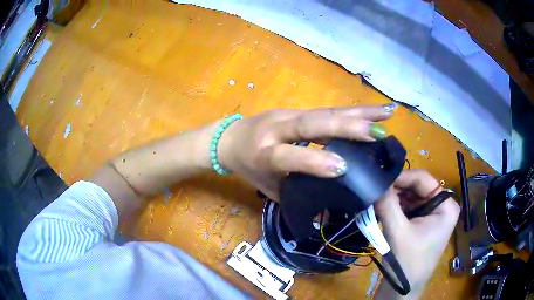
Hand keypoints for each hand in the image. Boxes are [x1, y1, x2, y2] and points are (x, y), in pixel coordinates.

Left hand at [218, 105, 396, 199]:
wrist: (228, 139)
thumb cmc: (248, 167)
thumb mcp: (267, 187)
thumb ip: (295, 198)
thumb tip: (325, 216)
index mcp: (264, 152)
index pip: (288, 155)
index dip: (313, 161)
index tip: (343, 168)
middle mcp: (278, 128)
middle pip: (311, 124)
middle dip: (346, 128)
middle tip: (377, 134)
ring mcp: (289, 114)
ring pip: (325, 112)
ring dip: (359, 113)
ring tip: (386, 114)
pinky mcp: (297, 109)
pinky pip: (328, 110)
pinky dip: (353, 110)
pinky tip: (374, 110)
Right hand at [374, 170, 459, 298]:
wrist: (403, 290)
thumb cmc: (407, 263)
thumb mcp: (398, 232)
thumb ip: (388, 204)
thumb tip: (375, 180)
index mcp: (446, 205)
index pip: (423, 179)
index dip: (401, 178)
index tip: (380, 181)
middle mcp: (442, 205)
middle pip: (417, 187)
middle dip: (396, 190)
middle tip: (376, 192)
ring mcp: (432, 214)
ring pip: (411, 197)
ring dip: (394, 199)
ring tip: (377, 203)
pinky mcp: (422, 222)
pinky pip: (408, 207)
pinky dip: (395, 208)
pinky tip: (382, 211)